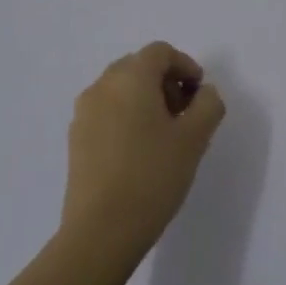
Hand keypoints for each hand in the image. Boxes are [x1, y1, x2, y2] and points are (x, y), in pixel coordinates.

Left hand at [60, 42, 225, 266]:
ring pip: (120, 90)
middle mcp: (101, 88)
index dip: (186, 66)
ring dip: (146, 100)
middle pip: (138, 67)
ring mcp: (83, 115)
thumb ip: (208, 104)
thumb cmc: (152, 175)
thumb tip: (204, 94)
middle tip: (185, 113)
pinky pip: (107, 113)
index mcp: (130, 78)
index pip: (160, 52)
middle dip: (165, 82)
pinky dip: (127, 118)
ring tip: (165, 135)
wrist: (101, 232)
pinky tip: (142, 152)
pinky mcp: (76, 141)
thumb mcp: (195, 137)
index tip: (199, 95)